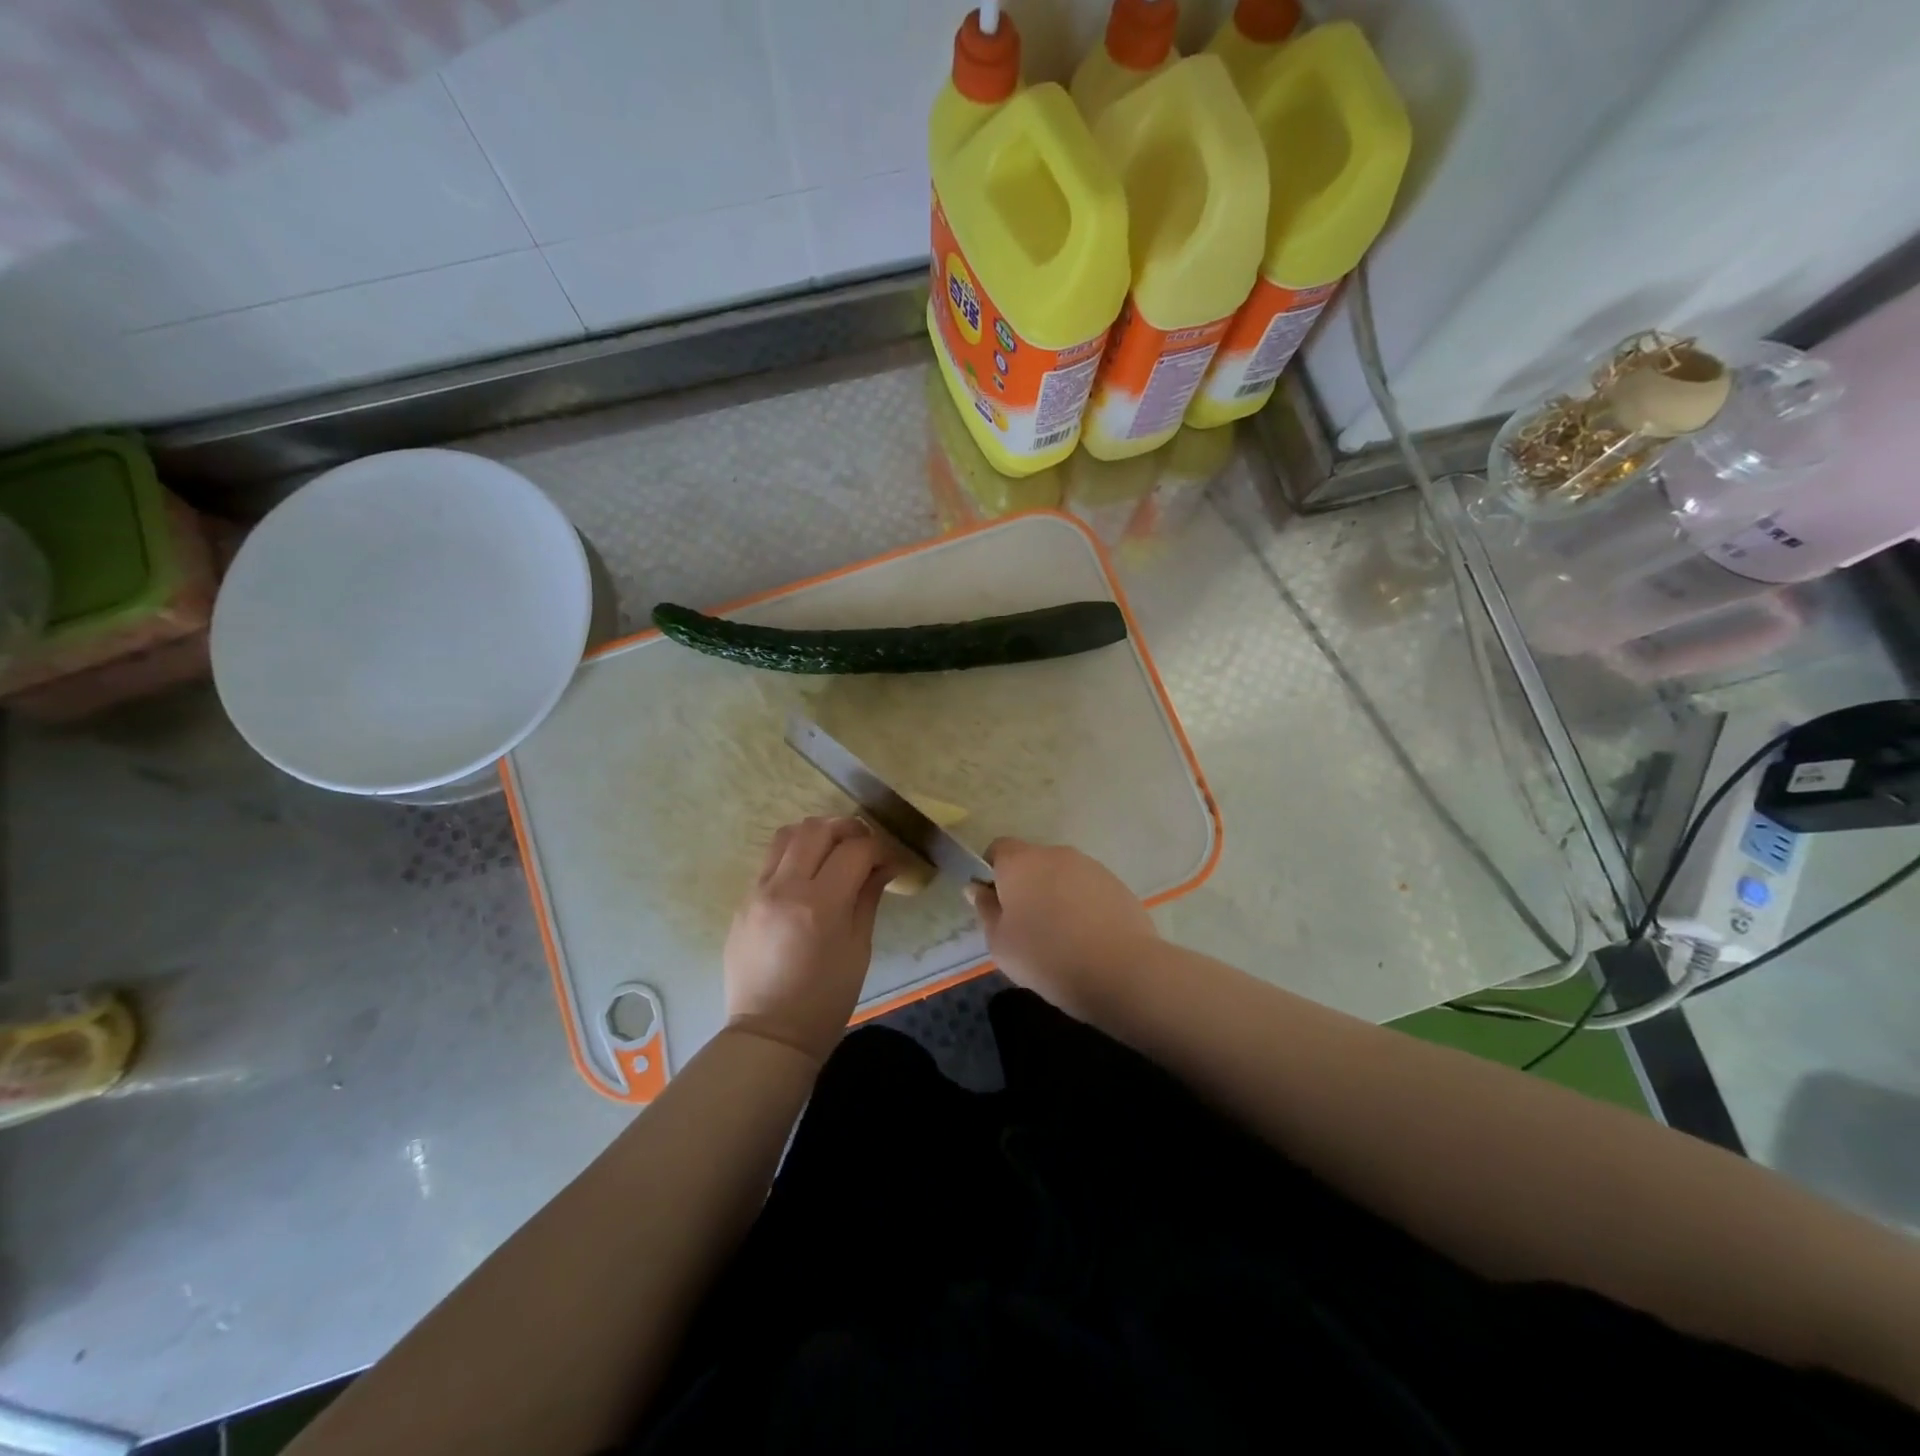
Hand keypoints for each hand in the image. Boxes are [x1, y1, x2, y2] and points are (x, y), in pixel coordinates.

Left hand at [724, 817, 892, 1064]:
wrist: (769, 1034)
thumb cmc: (825, 1000)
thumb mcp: (858, 949)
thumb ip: (868, 897)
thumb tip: (883, 865)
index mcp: (820, 905)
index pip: (855, 850)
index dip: (879, 848)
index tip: (890, 860)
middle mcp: (784, 888)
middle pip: (817, 829)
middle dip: (847, 829)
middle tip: (864, 846)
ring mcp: (757, 891)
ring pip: (787, 834)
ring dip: (816, 834)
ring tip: (833, 850)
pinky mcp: (743, 900)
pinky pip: (770, 860)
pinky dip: (794, 854)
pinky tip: (807, 874)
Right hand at [967, 838, 1157, 1017]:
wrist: (1120, 970)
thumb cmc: (1047, 956)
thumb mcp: (1000, 943)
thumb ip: (986, 910)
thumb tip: (977, 888)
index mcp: (1020, 862)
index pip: (998, 849)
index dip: (993, 872)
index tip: (996, 903)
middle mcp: (1055, 854)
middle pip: (1032, 862)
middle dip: (1026, 886)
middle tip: (1025, 925)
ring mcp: (1089, 866)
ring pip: (1061, 875)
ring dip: (1055, 895)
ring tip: (1061, 936)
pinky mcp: (1116, 883)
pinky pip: (1087, 888)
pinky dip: (1082, 905)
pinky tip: (1087, 938)